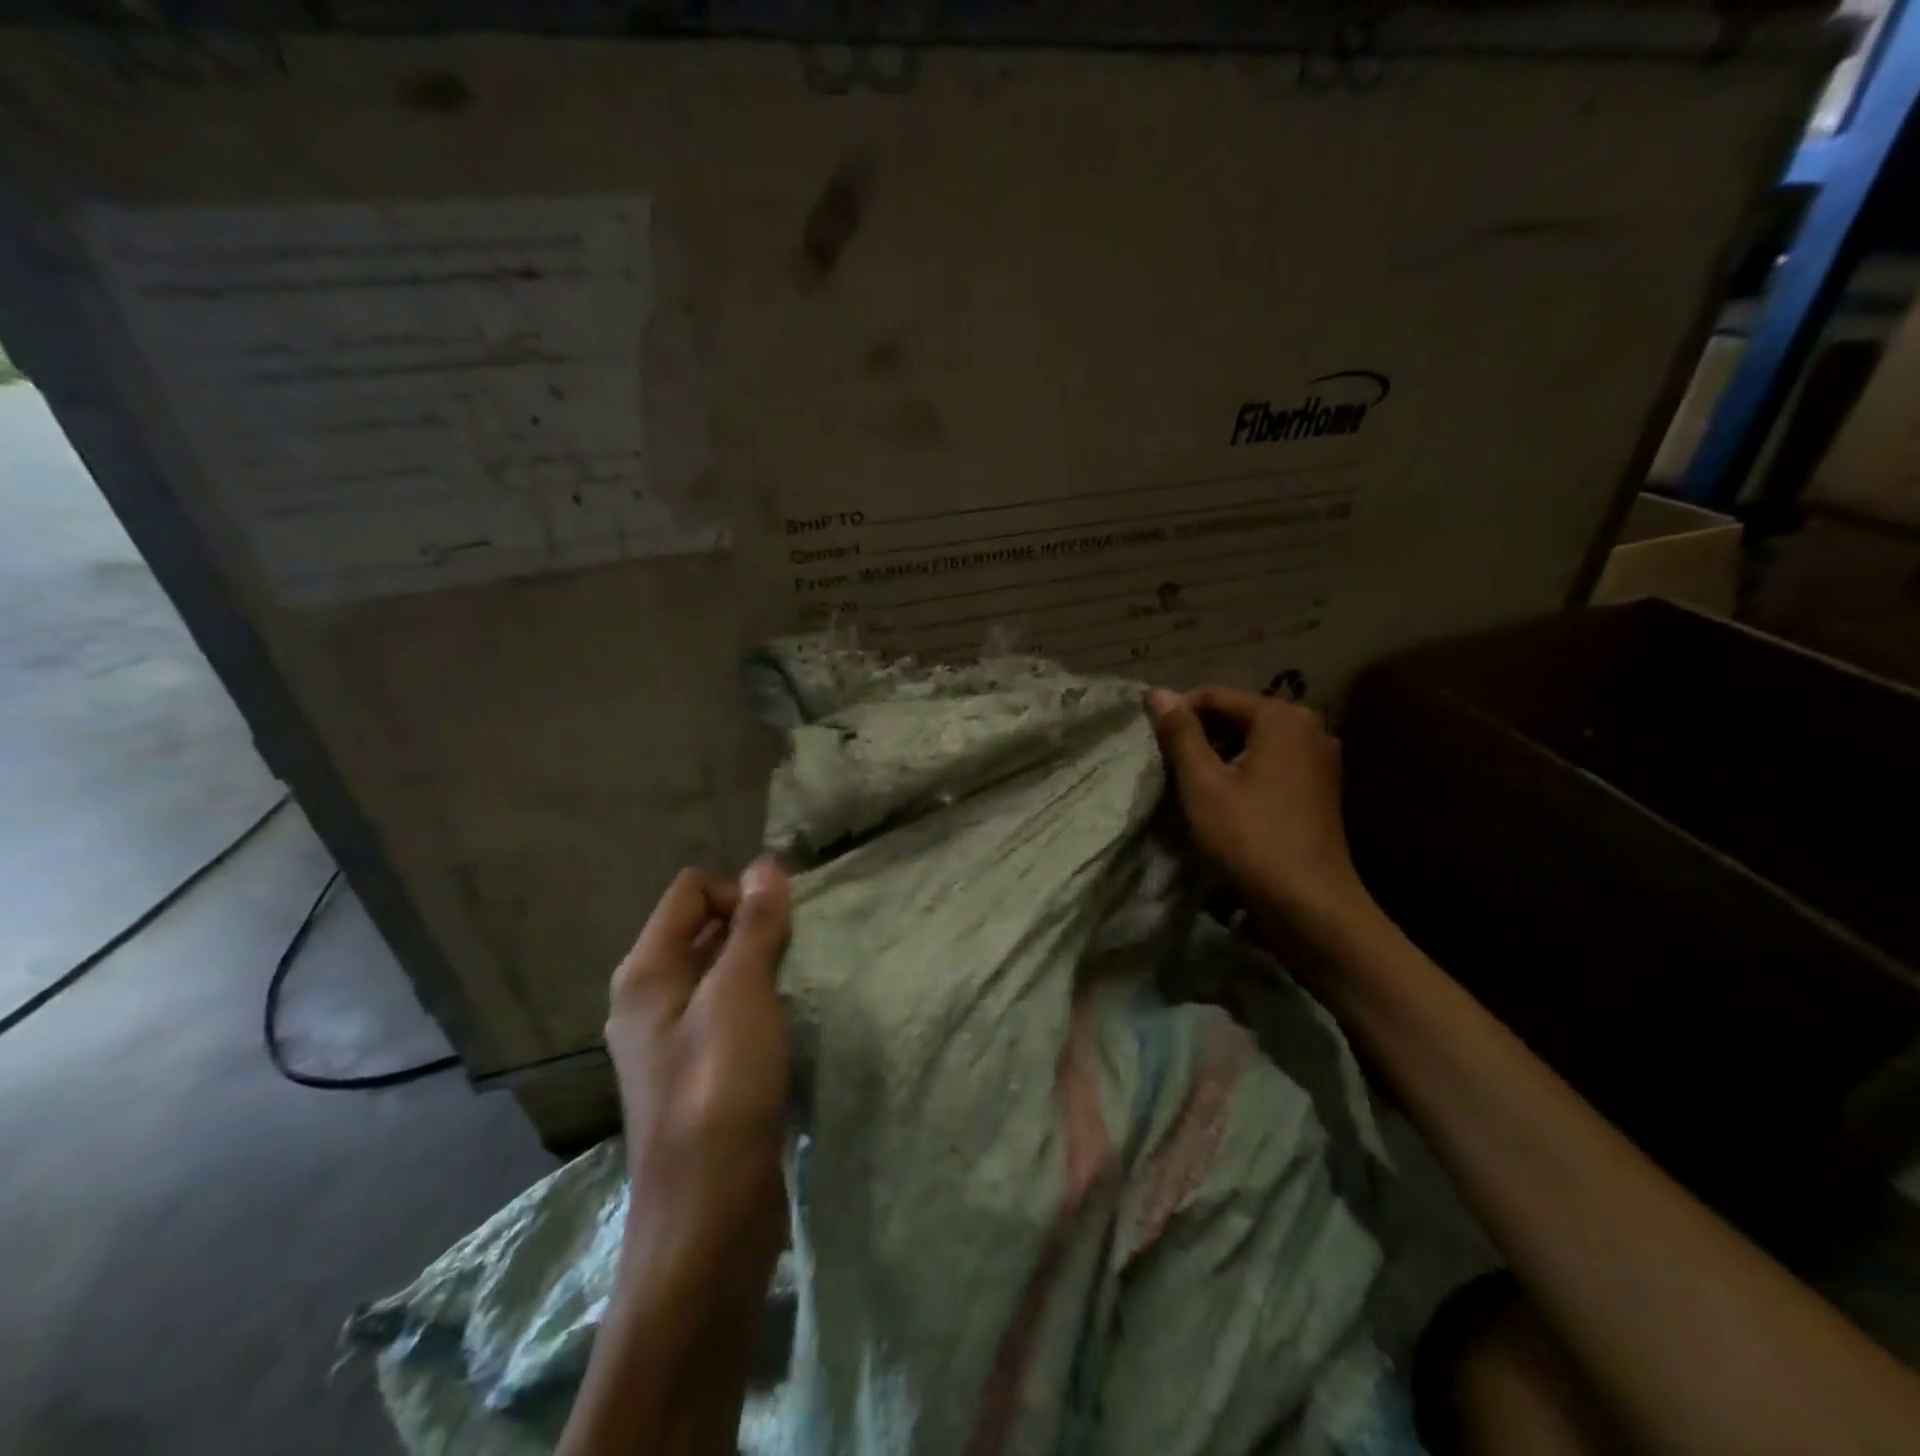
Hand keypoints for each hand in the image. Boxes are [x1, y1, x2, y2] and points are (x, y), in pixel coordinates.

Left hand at [605, 861, 792, 1273]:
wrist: (711, 1219)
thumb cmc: (720, 1092)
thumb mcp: (741, 996)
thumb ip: (753, 928)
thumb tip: (766, 864)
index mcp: (646, 972)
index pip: (692, 891)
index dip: (738, 894)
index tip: (780, 928)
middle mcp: (650, 999)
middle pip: (705, 928)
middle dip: (755, 928)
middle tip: (799, 952)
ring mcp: (674, 1039)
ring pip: (722, 973)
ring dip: (763, 967)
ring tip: (800, 984)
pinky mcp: (701, 1072)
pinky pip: (732, 1012)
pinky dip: (762, 1004)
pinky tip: (790, 1024)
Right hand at [1146, 686, 1372, 932]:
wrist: (1310, 905)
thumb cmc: (1250, 838)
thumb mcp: (1203, 783)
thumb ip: (1180, 734)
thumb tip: (1157, 692)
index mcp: (1282, 718)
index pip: (1215, 696)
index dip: (1176, 714)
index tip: (1149, 743)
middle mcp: (1309, 729)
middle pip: (1237, 717)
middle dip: (1198, 737)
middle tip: (1166, 766)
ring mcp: (1320, 761)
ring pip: (1253, 744)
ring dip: (1218, 757)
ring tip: (1188, 786)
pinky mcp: (1320, 791)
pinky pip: (1271, 766)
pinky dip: (1242, 774)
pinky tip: (1222, 802)